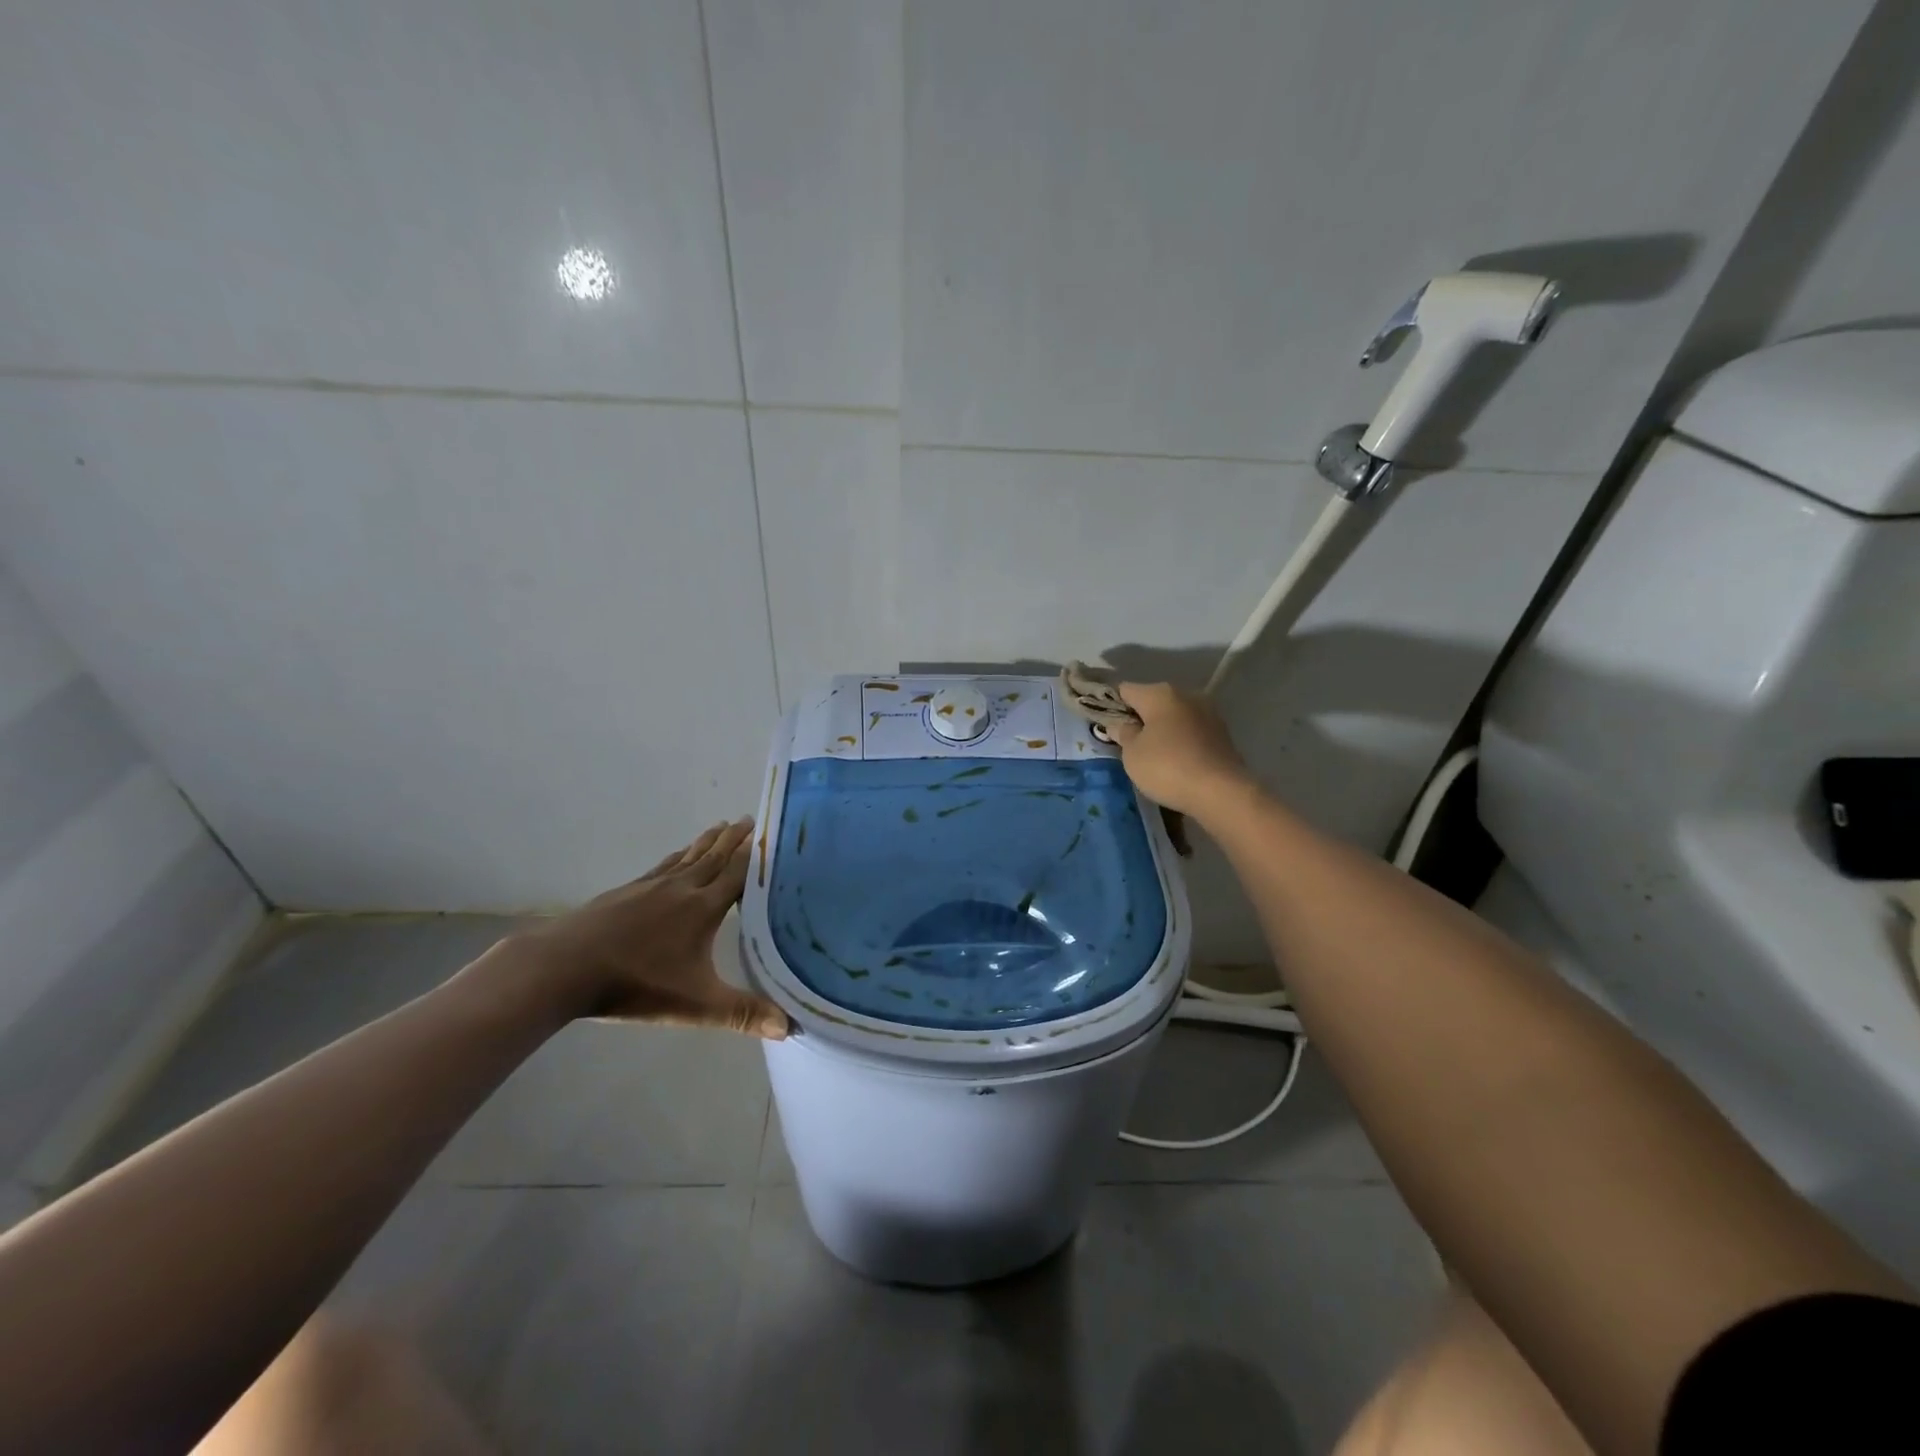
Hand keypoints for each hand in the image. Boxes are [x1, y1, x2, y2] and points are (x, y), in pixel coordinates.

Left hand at [498, 819, 788, 1038]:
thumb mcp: (695, 1005)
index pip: (737, 874)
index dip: (754, 855)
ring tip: (719, 826)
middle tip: (748, 819)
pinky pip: (662, 866)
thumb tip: (790, 1026)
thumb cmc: (636, 984)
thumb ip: (742, 1014)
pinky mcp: (625, 892)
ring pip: (687, 857)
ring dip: (706, 841)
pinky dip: (676, 856)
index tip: (769, 834)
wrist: (564, 967)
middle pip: (713, 857)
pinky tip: (675, 857)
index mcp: (703, 908)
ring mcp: (650, 886)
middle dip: (733, 839)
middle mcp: (681, 889)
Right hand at [1107, 682, 1253, 820]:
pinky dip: (1178, 741)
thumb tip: (1120, 724)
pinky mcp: (1221, 733)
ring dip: (1160, 729)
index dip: (1110, 705)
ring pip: (1173, 716)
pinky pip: (1189, 731)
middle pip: (1151, 701)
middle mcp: (1185, 695)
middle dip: (1138, 717)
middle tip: (1125, 743)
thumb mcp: (1132, 754)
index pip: (1125, 690)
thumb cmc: (1168, 767)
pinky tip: (1173, 761)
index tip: (1104, 724)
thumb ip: (1123, 734)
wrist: (1222, 792)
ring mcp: (1207, 713)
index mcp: (1159, 694)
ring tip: (1150, 754)